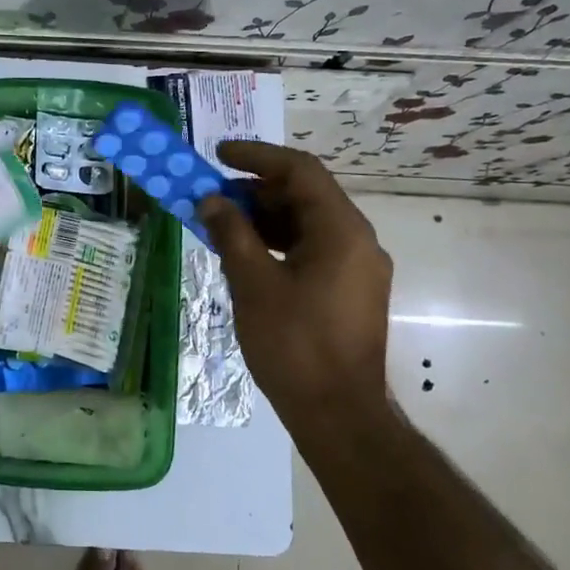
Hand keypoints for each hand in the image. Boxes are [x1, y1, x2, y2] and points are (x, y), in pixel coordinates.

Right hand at [198, 141, 393, 428]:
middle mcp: (358, 240)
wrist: (339, 414)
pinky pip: (313, 249)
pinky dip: (279, 243)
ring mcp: (357, 267)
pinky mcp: (350, 290)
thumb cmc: (295, 345)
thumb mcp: (254, 284)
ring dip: (265, 217)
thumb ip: (232, 234)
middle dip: (256, 189)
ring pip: (308, 223)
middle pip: (305, 194)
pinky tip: (247, 255)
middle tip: (213, 196)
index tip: (219, 155)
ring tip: (222, 224)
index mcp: (341, 230)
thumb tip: (212, 201)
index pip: (300, 170)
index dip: (257, 156)